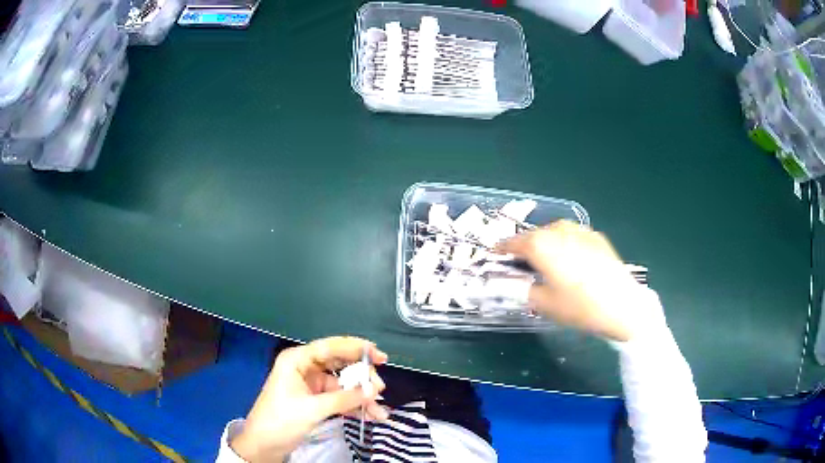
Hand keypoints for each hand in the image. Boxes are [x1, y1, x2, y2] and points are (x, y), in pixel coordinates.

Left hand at [231, 336, 388, 461]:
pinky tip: (370, 415)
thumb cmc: (280, 421)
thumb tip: (374, 390)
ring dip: (361, 397)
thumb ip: (344, 398)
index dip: (356, 348)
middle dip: (362, 377)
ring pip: (343, 384)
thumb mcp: (312, 409)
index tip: (379, 356)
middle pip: (340, 365)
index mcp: (297, 360)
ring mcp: (311, 384)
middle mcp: (305, 367)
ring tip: (379, 410)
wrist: (264, 444)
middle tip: (380, 389)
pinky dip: (354, 406)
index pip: (330, 347)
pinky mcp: (316, 400)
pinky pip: (340, 398)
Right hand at [497, 220, 641, 341]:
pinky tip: (570, 260)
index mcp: (540, 245)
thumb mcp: (544, 304)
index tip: (494, 255)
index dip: (501, 249)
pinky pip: (572, 236)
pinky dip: (564, 244)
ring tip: (546, 261)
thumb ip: (524, 290)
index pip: (513, 243)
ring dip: (545, 243)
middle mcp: (558, 230)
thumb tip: (517, 283)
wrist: (621, 305)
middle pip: (534, 235)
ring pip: (553, 232)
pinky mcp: (596, 237)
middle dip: (524, 247)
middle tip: (520, 263)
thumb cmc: (579, 306)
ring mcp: (580, 231)